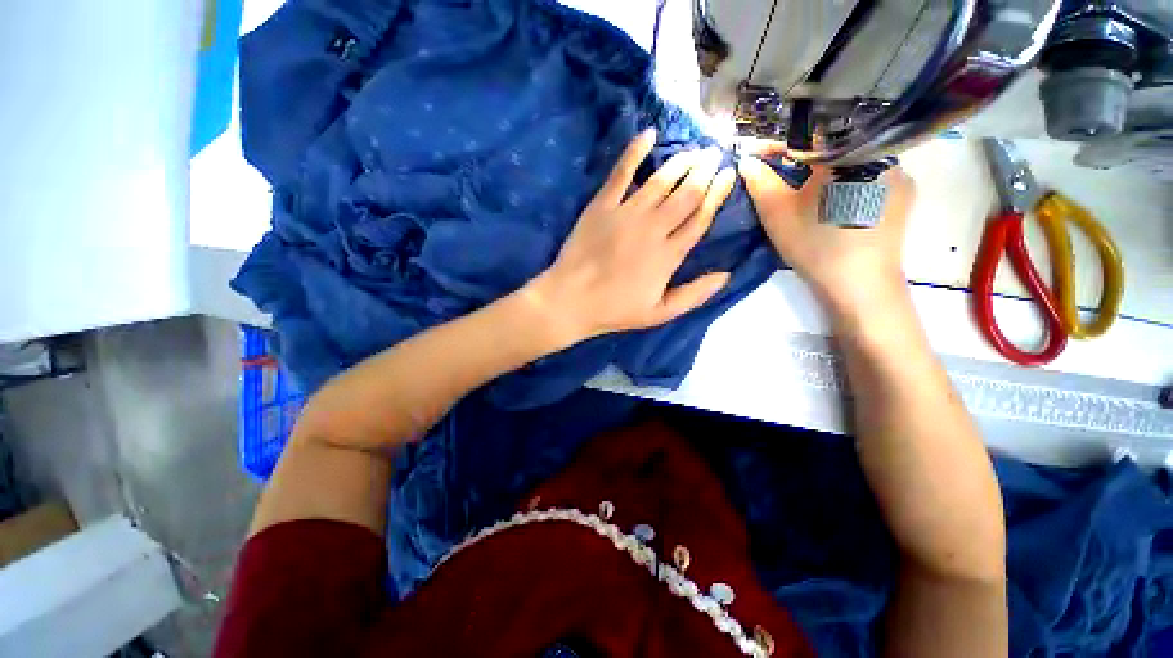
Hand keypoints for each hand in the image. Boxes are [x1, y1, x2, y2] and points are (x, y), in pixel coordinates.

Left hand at [526, 129, 735, 346]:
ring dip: (680, 162)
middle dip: (704, 172)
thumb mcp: (659, 313)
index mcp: (669, 255)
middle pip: (686, 194)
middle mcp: (653, 228)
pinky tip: (648, 134)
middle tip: (715, 154)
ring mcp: (626, 213)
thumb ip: (693, 295)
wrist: (571, 300)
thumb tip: (725, 276)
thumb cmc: (615, 310)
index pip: (700, 219)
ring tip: (694, 149)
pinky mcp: (602, 205)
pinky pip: (621, 172)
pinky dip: (635, 151)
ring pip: (661, 181)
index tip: (728, 175)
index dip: (716, 195)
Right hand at [737, 155, 915, 318]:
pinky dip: (846, 184)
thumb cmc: (816, 244)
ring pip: (852, 163)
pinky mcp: (903, 196)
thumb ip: (759, 182)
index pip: (808, 135)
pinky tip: (833, 204)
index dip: (776, 147)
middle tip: (778, 177)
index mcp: (849, 151)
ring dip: (825, 172)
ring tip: (803, 191)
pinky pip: (869, 178)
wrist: (860, 285)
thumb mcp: (777, 213)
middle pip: (832, 148)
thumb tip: (746, 161)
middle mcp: (881, 153)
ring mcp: (897, 174)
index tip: (755, 157)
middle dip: (801, 159)